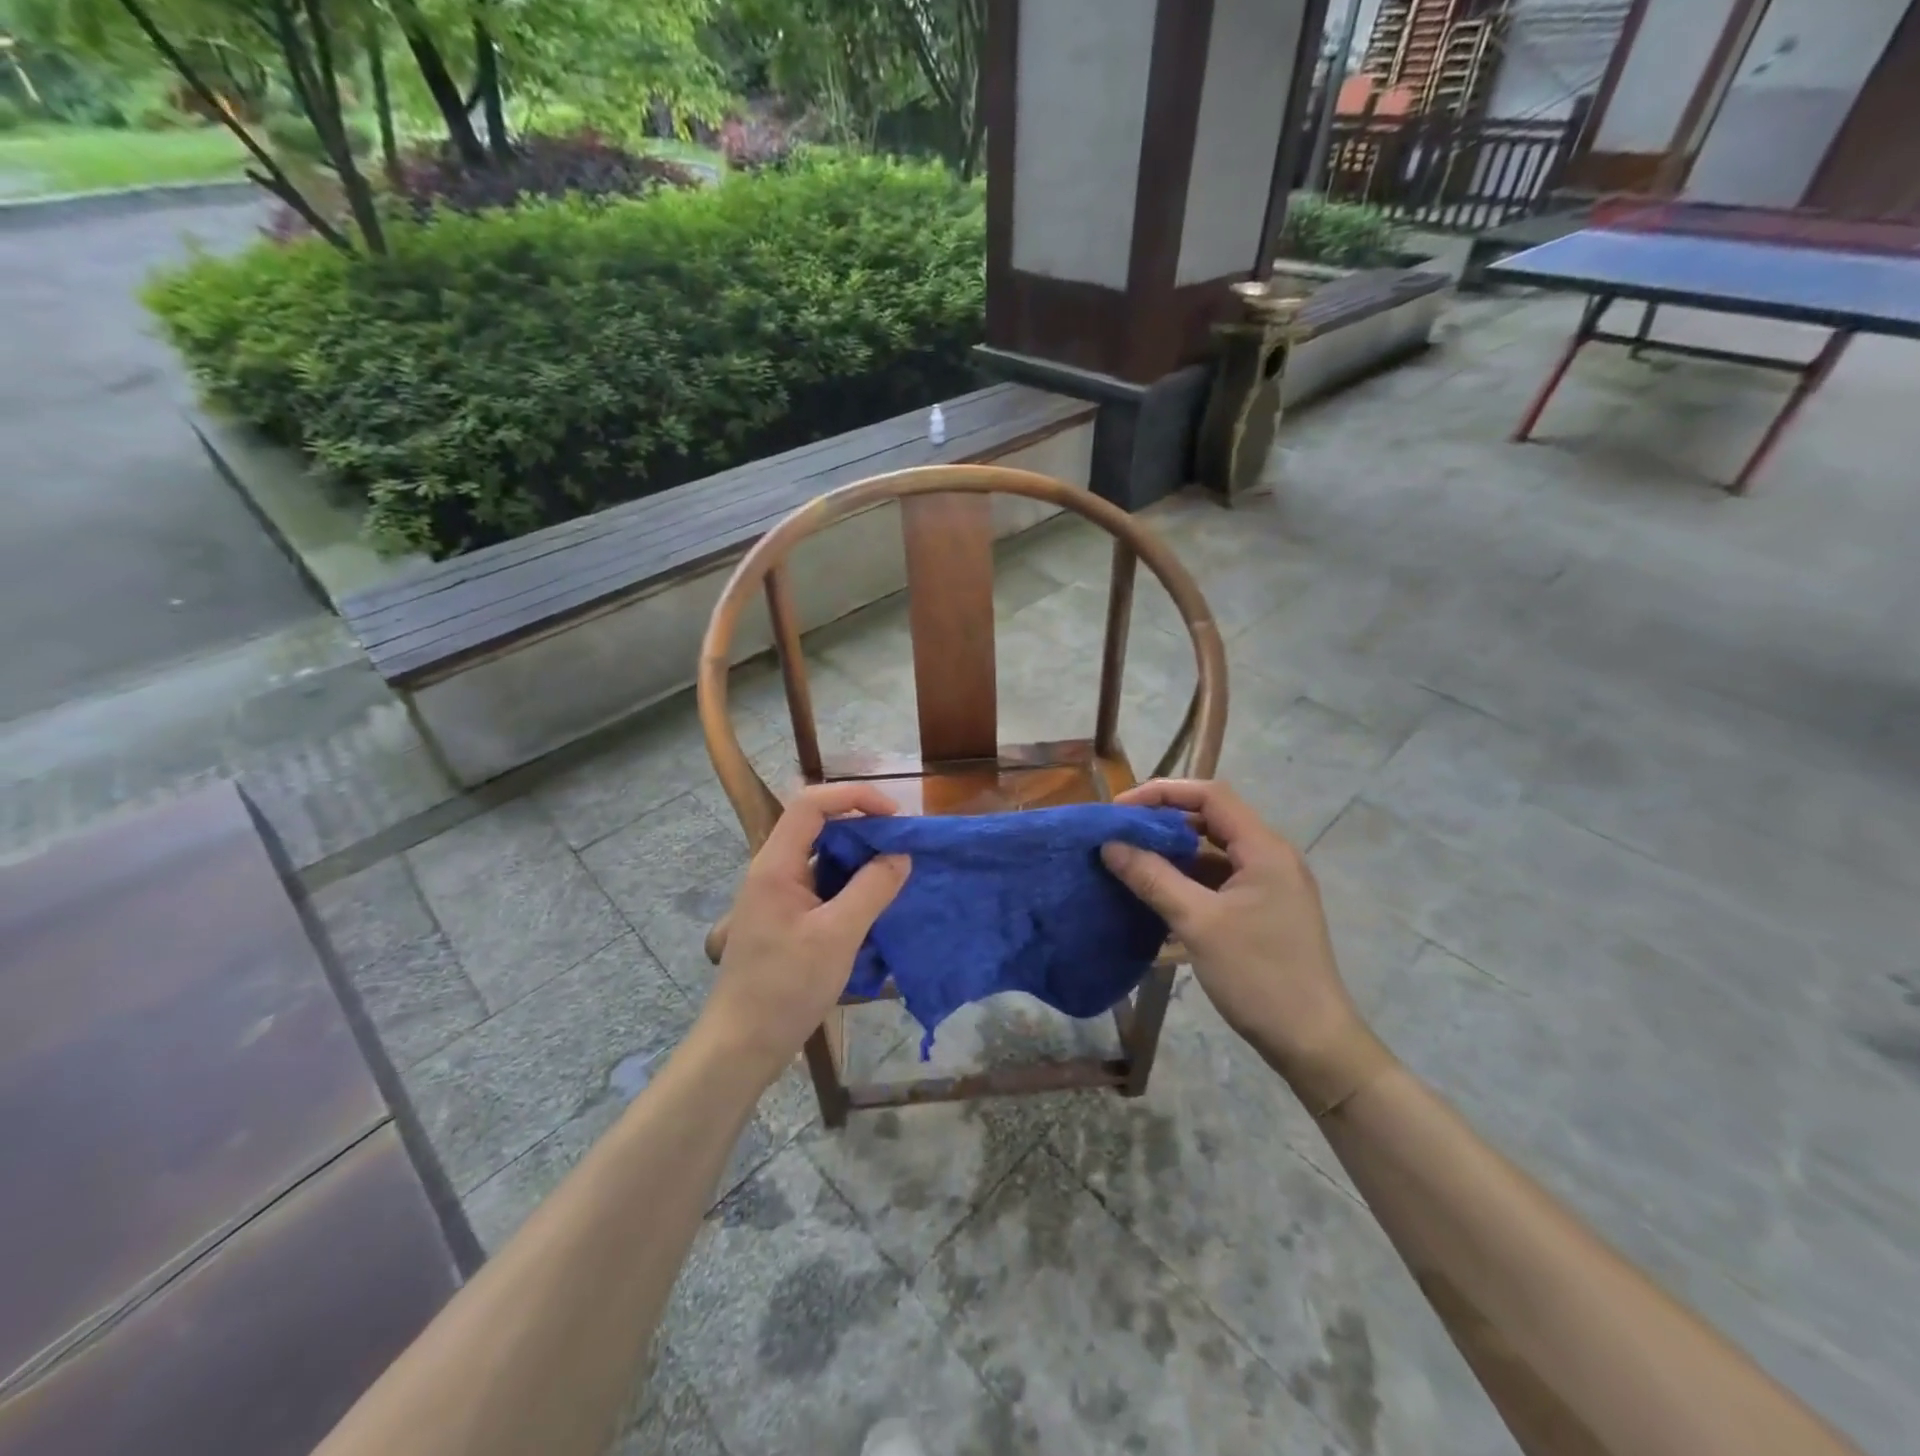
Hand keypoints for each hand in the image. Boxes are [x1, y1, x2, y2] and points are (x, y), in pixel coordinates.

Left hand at [700, 783, 910, 1085]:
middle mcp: (773, 871)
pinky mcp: (786, 918)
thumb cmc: (785, 988)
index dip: (854, 797)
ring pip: (822, 856)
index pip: (811, 803)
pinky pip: (822, 884)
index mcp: (776, 865)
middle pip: (818, 825)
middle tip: (901, 845)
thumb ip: (872, 889)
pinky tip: (874, 903)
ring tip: (895, 872)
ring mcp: (778, 895)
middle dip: (862, 826)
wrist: (741, 1046)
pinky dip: (850, 883)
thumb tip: (900, 855)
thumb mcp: (837, 936)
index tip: (894, 817)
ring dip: (858, 857)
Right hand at [1102, 779, 1391, 1113]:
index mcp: (1264, 849)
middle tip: (1120, 834)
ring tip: (1131, 862)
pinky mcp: (1263, 911)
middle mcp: (1271, 857)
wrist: (1313, 1043)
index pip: (1210, 795)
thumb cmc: (1258, 976)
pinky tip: (1157, 894)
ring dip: (1174, 853)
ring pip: (1214, 852)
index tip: (1121, 809)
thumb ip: (1153, 878)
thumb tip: (1110, 845)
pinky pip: (1219, 880)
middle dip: (1164, 821)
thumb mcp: (1198, 923)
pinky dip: (1188, 880)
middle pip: (1211, 820)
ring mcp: (1269, 885)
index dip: (1163, 792)